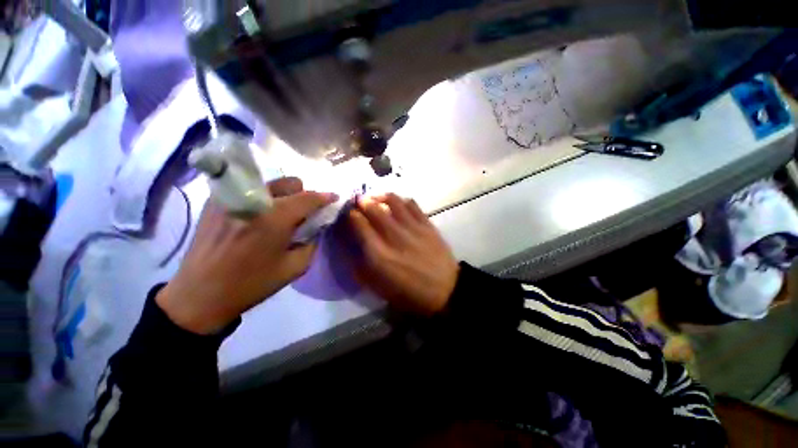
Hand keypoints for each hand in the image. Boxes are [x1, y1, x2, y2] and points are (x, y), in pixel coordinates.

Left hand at [156, 177, 337, 333]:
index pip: (308, 198)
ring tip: (280, 215)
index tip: (334, 198)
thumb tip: (317, 226)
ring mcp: (231, 197)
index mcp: (274, 218)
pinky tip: (258, 217)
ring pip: (270, 183)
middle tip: (303, 213)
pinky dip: (262, 199)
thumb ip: (312, 242)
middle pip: (290, 183)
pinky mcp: (215, 201)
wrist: (200, 294)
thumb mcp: (295, 267)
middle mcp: (254, 200)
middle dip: (303, 195)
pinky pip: (249, 190)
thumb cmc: (252, 284)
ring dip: (284, 196)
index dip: (325, 197)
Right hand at [348, 194, 459, 315]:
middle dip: (363, 201)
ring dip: (381, 196)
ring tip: (376, 197)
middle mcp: (394, 237)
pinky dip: (401, 200)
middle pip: (374, 210)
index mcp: (379, 255)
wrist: (444, 291)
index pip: (360, 225)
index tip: (350, 212)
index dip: (352, 215)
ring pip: (393, 202)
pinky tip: (397, 203)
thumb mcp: (376, 286)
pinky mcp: (428, 225)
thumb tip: (348, 243)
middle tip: (359, 200)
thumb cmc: (407, 292)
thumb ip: (358, 265)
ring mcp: (413, 228)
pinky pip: (412, 205)